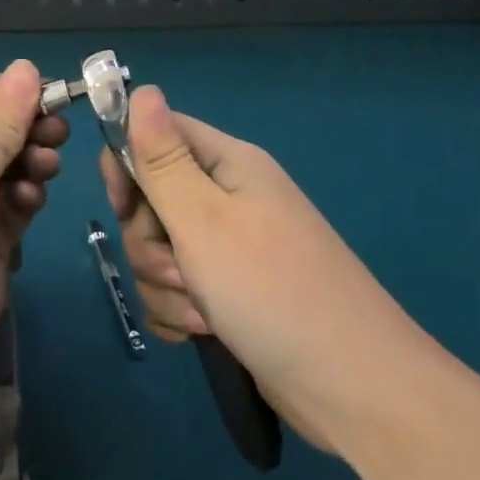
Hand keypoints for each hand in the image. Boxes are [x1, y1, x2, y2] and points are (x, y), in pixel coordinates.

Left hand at [0, 61, 67, 400]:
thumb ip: (4, 117)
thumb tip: (27, 66)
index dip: (4, 87)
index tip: (48, 97)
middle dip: (23, 126)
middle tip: (59, 135)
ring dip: (27, 161)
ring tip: (47, 169)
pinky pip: (3, 201)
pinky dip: (21, 196)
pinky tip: (29, 203)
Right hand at [102, 86, 440, 451]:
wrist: (356, 390)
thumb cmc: (273, 290)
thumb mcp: (203, 218)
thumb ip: (162, 158)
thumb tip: (141, 89)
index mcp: (227, 164)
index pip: (156, 134)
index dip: (127, 164)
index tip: (122, 205)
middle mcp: (228, 198)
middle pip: (150, 199)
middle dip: (148, 241)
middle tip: (178, 269)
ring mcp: (231, 248)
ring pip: (159, 249)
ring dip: (164, 284)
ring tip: (200, 313)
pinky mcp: (230, 293)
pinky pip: (175, 289)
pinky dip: (178, 311)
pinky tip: (198, 333)